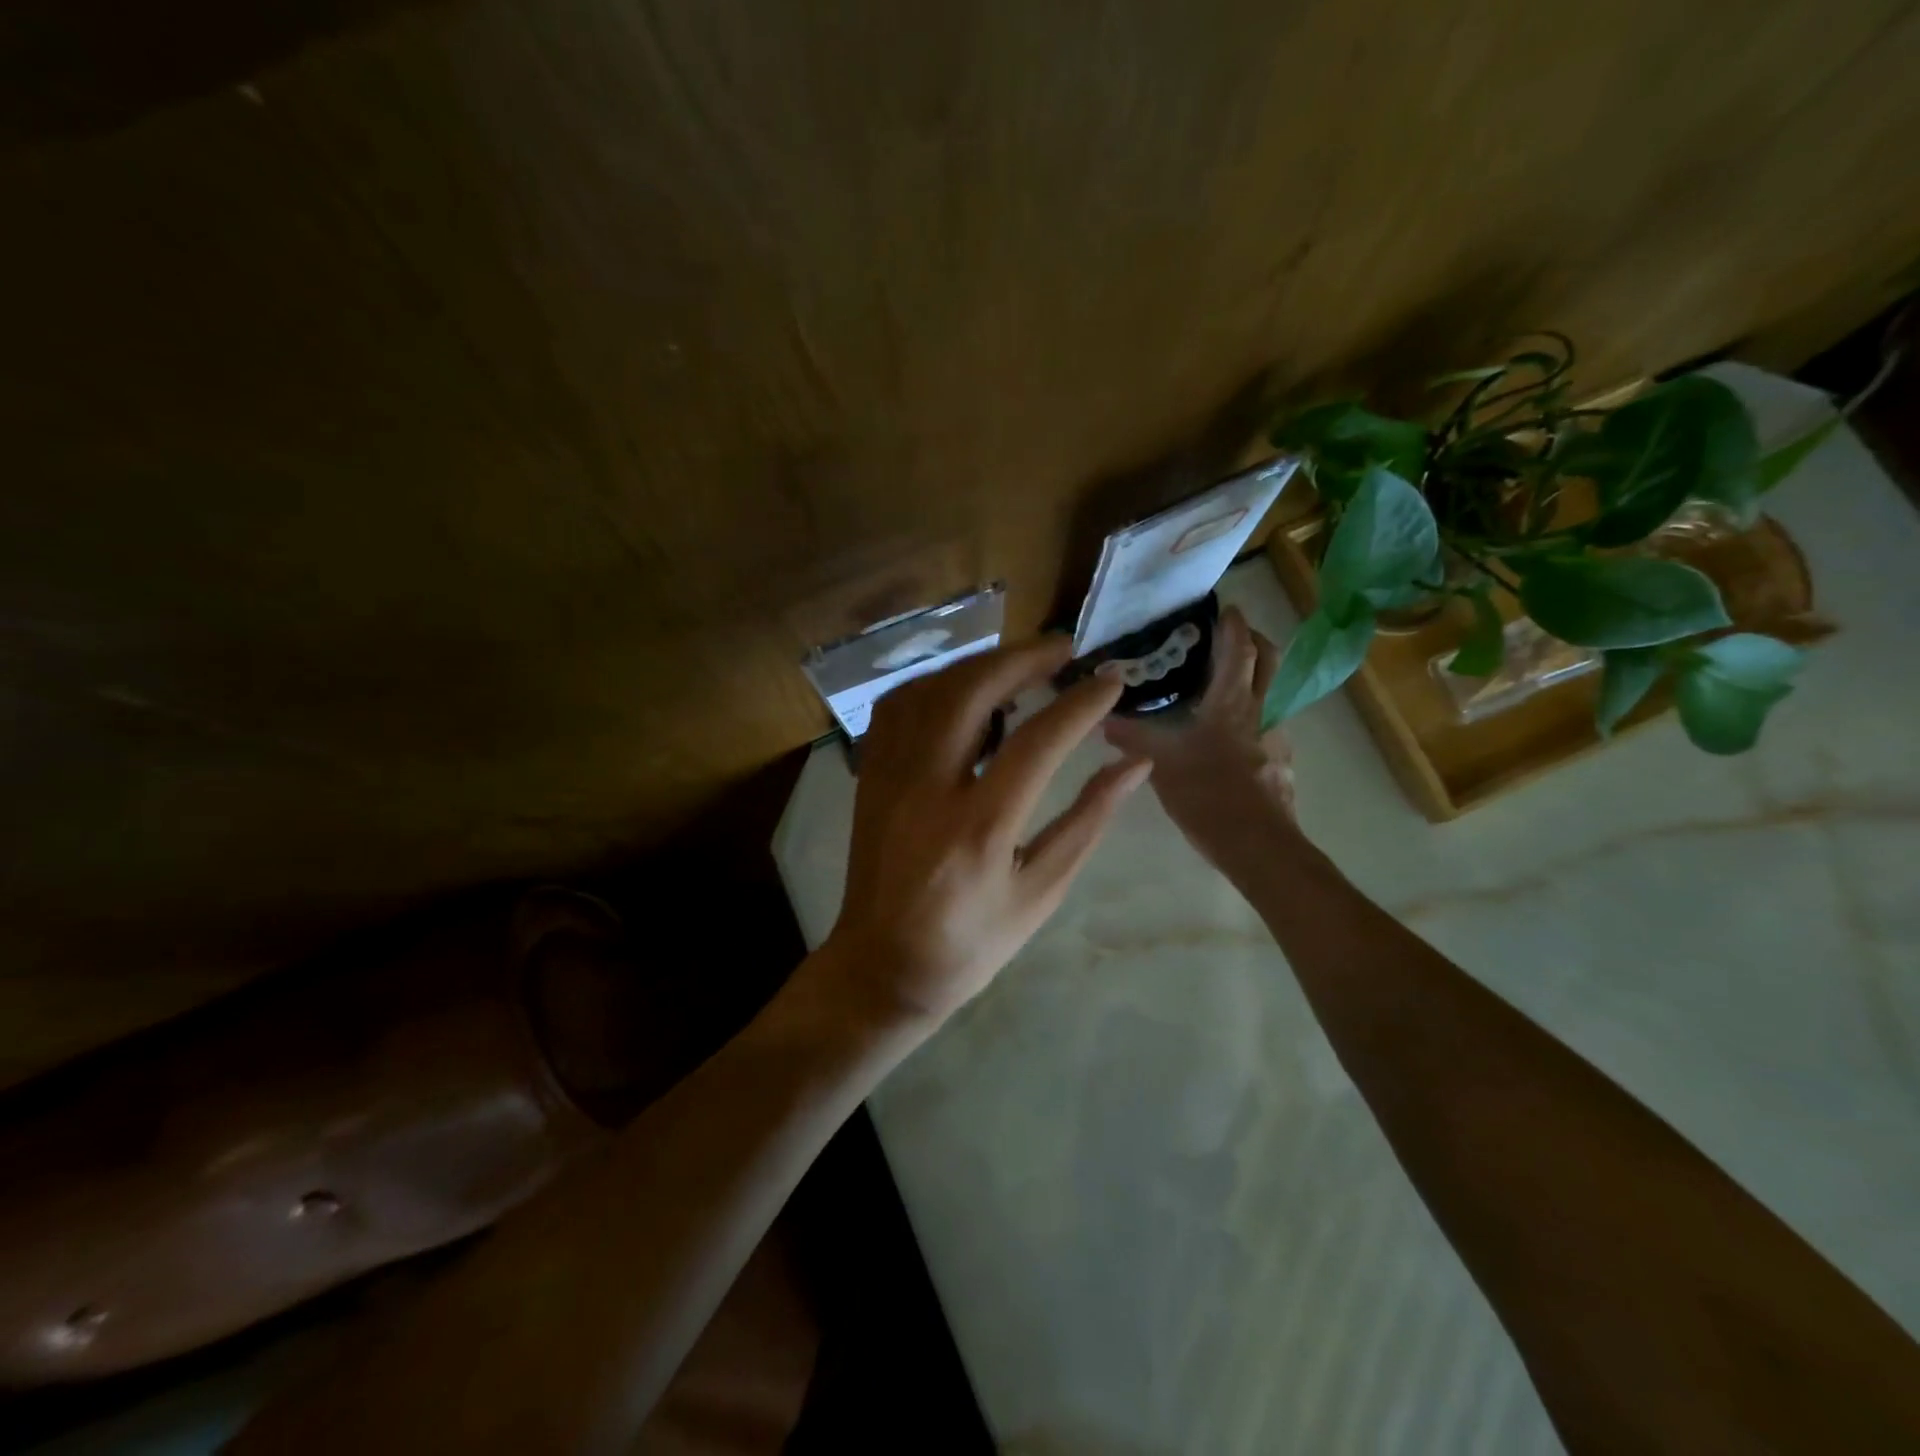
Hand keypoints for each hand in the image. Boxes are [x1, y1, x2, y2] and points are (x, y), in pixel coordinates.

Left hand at [822, 637, 1151, 1029]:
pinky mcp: (869, 775)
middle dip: (1023, 659)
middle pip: (971, 692)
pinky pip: (898, 707)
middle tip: (1065, 650)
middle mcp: (926, 790)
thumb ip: (1087, 821)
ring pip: (930, 689)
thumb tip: (1134, 764)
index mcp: (978, 829)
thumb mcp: (1041, 892)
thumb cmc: (971, 943)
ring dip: (980, 665)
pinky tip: (965, 688)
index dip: (1079, 704)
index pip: (1036, 742)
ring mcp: (888, 777)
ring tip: (1022, 664)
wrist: (881, 966)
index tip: (1111, 680)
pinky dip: (936, 683)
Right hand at [1104, 606, 1303, 872]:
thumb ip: (1131, 737)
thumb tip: (1100, 719)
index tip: (1224, 607)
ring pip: (1272, 692)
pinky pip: (1268, 725)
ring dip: (1256, 679)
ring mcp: (1277, 737)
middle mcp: (1261, 711)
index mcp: (1232, 702)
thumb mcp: (1161, 763)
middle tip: (1229, 638)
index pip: (1240, 648)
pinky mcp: (1281, 763)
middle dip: (1255, 640)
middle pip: (1270, 660)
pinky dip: (1252, 716)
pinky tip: (1229, 737)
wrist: (1257, 845)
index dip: (1234, 624)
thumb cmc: (1209, 793)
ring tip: (1223, 687)